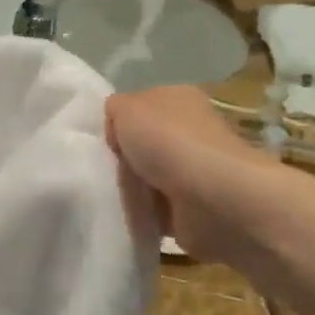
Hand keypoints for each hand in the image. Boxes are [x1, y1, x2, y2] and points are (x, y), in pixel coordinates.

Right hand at [105, 86, 286, 271]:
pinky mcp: (196, 207)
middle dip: (124, 160)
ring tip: (113, 196)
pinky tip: (131, 215)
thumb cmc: (168, 142)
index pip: (141, 107)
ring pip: (149, 178)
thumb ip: (114, 109)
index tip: (103, 141)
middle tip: (104, 170)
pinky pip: (158, 209)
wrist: (212, 198)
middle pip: (144, 144)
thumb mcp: (126, 108)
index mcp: (179, 98)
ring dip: (133, 189)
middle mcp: (192, 131)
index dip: (119, 123)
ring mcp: (196, 170)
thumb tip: (116, 124)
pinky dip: (145, 214)